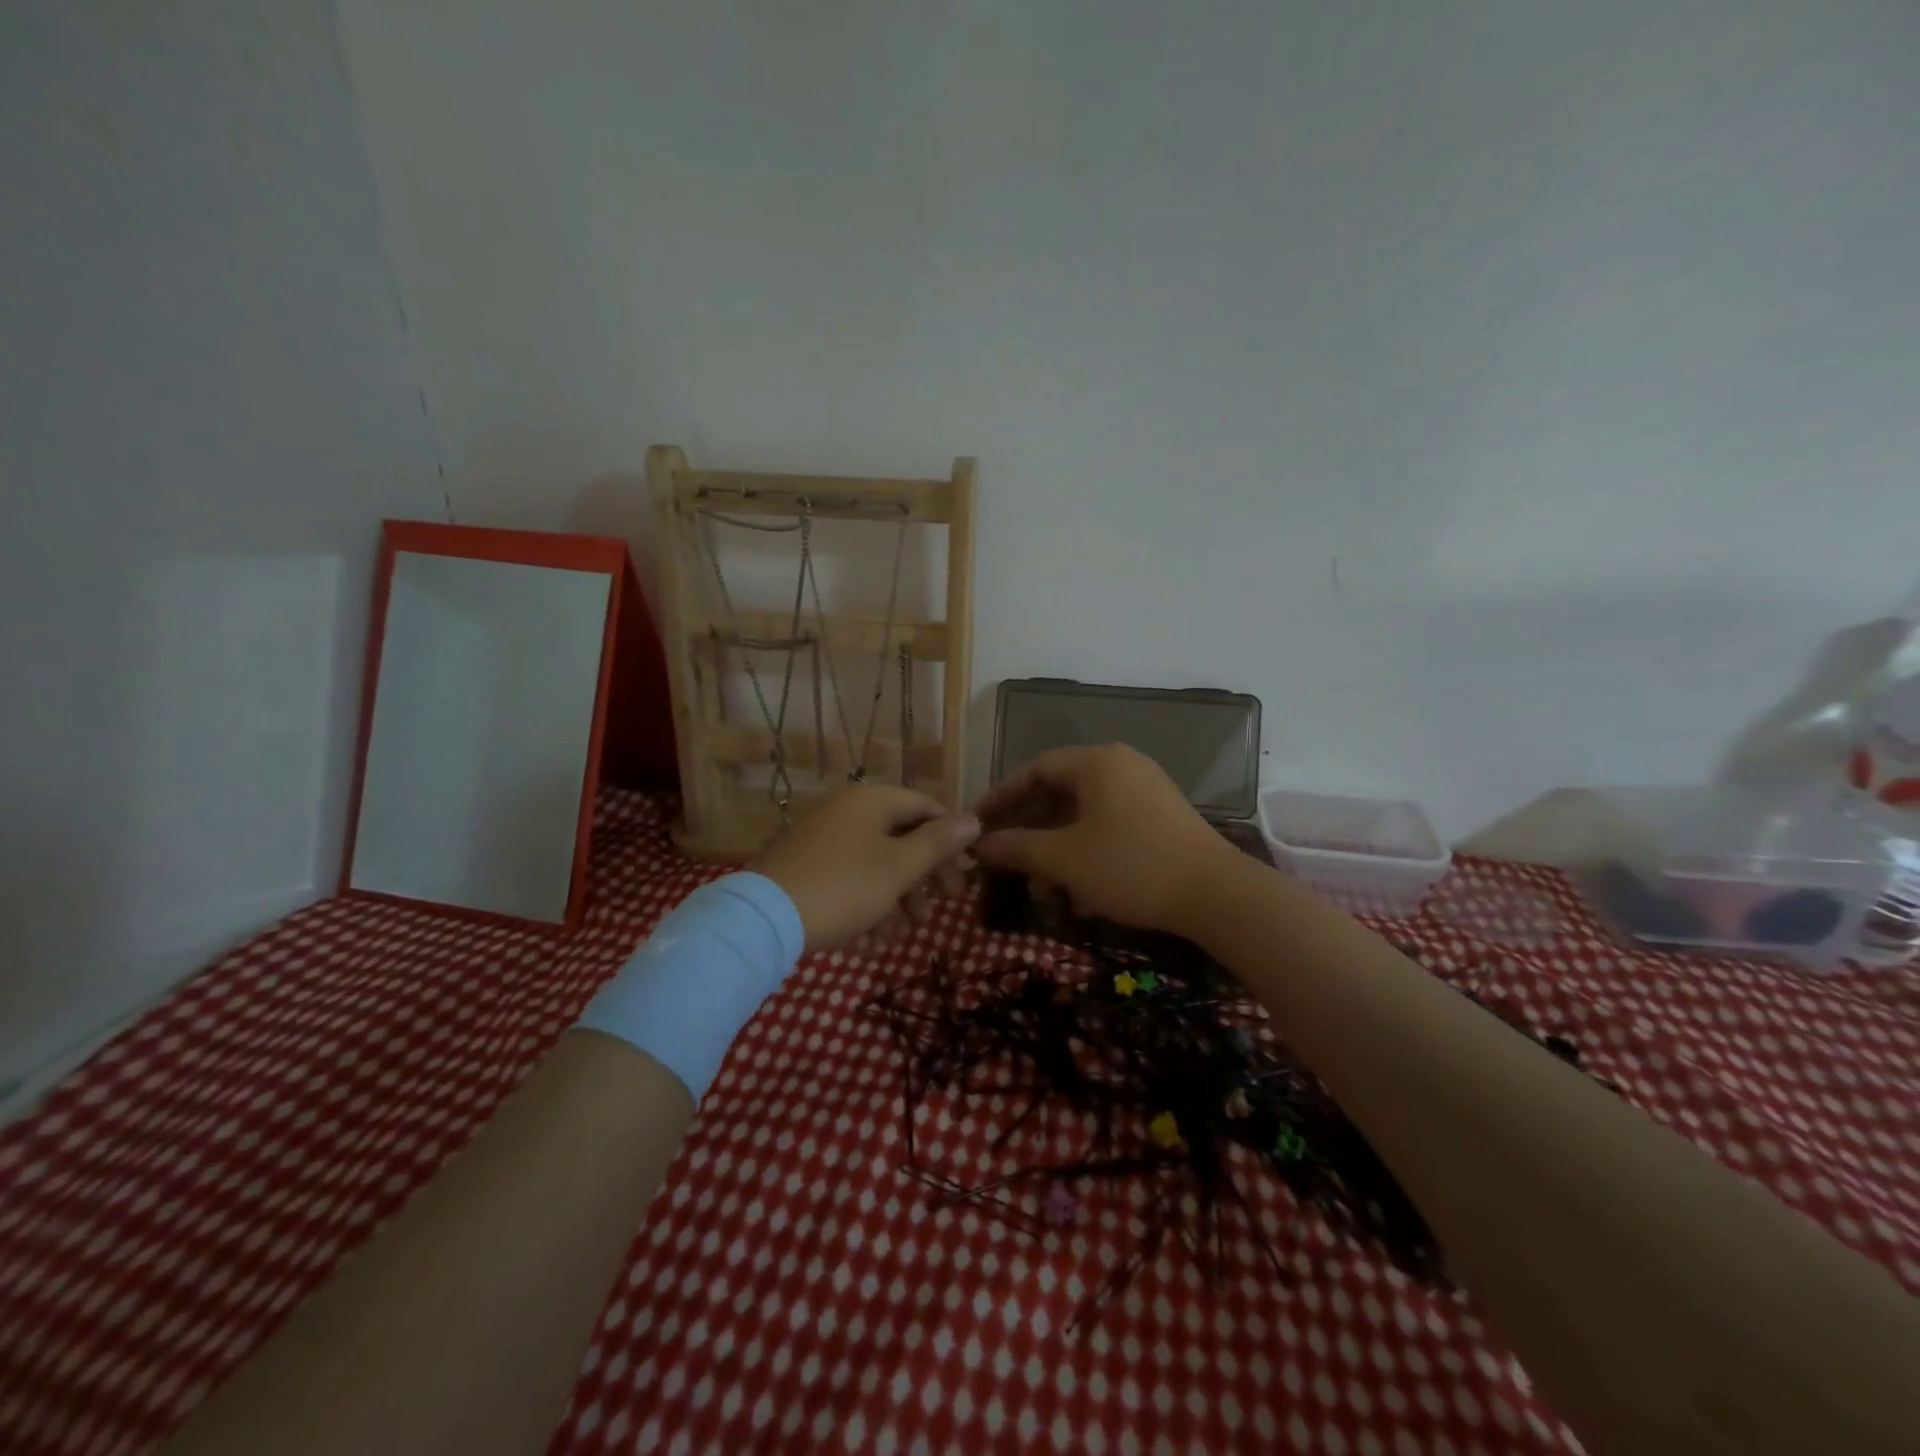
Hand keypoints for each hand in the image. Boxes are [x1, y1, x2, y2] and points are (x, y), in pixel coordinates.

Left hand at [753, 784, 980, 951]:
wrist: (764, 919)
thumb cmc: (844, 887)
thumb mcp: (899, 868)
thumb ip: (938, 843)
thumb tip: (974, 819)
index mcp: (872, 800)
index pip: (926, 807)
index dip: (951, 839)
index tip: (964, 875)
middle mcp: (847, 810)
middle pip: (901, 836)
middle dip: (923, 876)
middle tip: (941, 909)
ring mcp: (824, 837)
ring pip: (876, 862)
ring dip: (896, 898)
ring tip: (902, 934)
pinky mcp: (807, 864)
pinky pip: (850, 877)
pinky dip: (866, 904)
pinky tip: (870, 941)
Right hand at [972, 744, 1239, 934]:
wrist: (1218, 896)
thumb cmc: (1131, 867)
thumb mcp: (1064, 859)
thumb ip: (1017, 848)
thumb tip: (980, 845)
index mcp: (1097, 763)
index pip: (1034, 770)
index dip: (1001, 797)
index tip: (977, 824)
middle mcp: (1120, 766)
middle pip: (1058, 791)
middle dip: (1027, 829)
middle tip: (1002, 858)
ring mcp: (1144, 791)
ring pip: (1082, 814)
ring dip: (1054, 847)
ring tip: (1038, 887)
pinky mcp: (1159, 818)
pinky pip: (1107, 825)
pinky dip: (1083, 851)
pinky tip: (1073, 889)